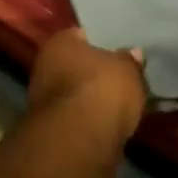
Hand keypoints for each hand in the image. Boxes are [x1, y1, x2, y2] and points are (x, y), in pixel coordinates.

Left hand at [28, 28, 147, 138]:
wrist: (79, 141)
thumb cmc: (101, 90)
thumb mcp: (127, 69)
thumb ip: (129, 60)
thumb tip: (133, 53)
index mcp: (59, 43)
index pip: (82, 35)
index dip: (102, 42)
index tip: (120, 49)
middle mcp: (45, 67)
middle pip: (77, 66)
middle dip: (96, 73)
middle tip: (123, 78)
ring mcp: (45, 101)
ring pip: (76, 94)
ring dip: (93, 100)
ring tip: (121, 105)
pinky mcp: (53, 130)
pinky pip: (78, 119)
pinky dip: (92, 122)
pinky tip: (111, 125)